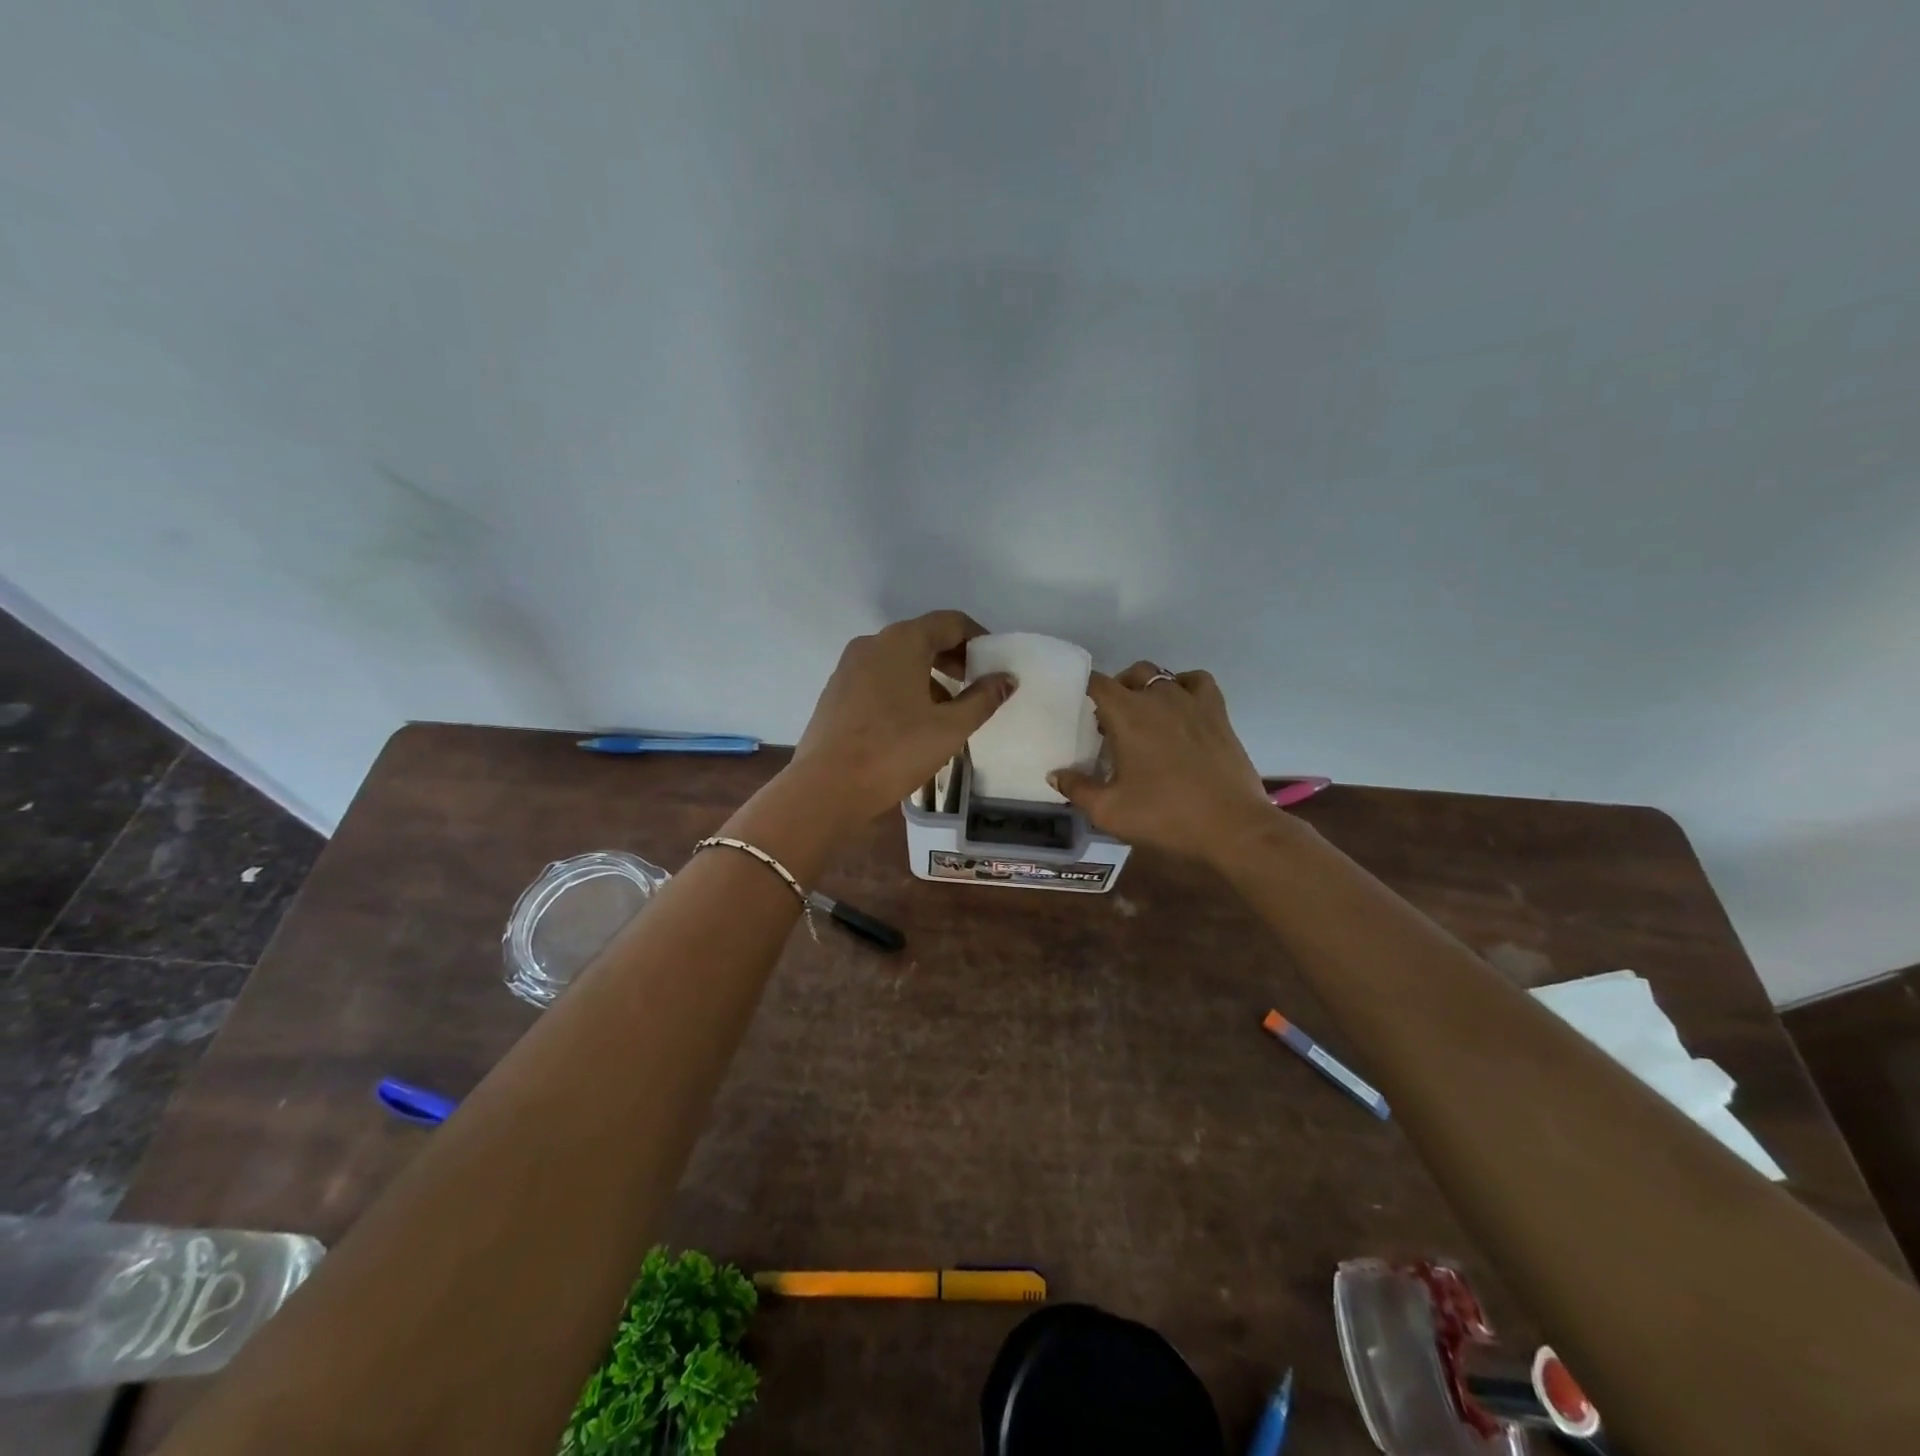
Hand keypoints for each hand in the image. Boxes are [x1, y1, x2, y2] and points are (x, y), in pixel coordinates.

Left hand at [789, 611, 1014, 826]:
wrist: (826, 789)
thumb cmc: (895, 751)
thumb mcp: (950, 728)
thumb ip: (983, 698)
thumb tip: (1006, 678)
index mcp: (902, 642)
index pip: (950, 622)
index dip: (978, 639)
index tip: (995, 665)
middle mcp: (872, 644)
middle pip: (923, 638)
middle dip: (954, 658)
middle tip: (976, 687)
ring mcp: (849, 668)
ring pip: (899, 660)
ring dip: (929, 676)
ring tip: (949, 711)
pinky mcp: (836, 693)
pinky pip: (879, 679)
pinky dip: (903, 689)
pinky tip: (913, 723)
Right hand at [1049, 662, 1270, 860]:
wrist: (1231, 826)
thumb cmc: (1165, 816)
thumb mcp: (1109, 811)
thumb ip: (1077, 789)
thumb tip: (1055, 774)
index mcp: (1127, 715)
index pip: (1098, 684)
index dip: (1084, 689)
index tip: (1078, 707)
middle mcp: (1158, 698)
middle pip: (1130, 674)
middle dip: (1116, 691)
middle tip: (1110, 723)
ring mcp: (1192, 702)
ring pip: (1162, 676)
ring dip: (1147, 689)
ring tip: (1144, 716)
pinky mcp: (1218, 713)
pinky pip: (1197, 682)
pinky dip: (1185, 687)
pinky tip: (1181, 709)